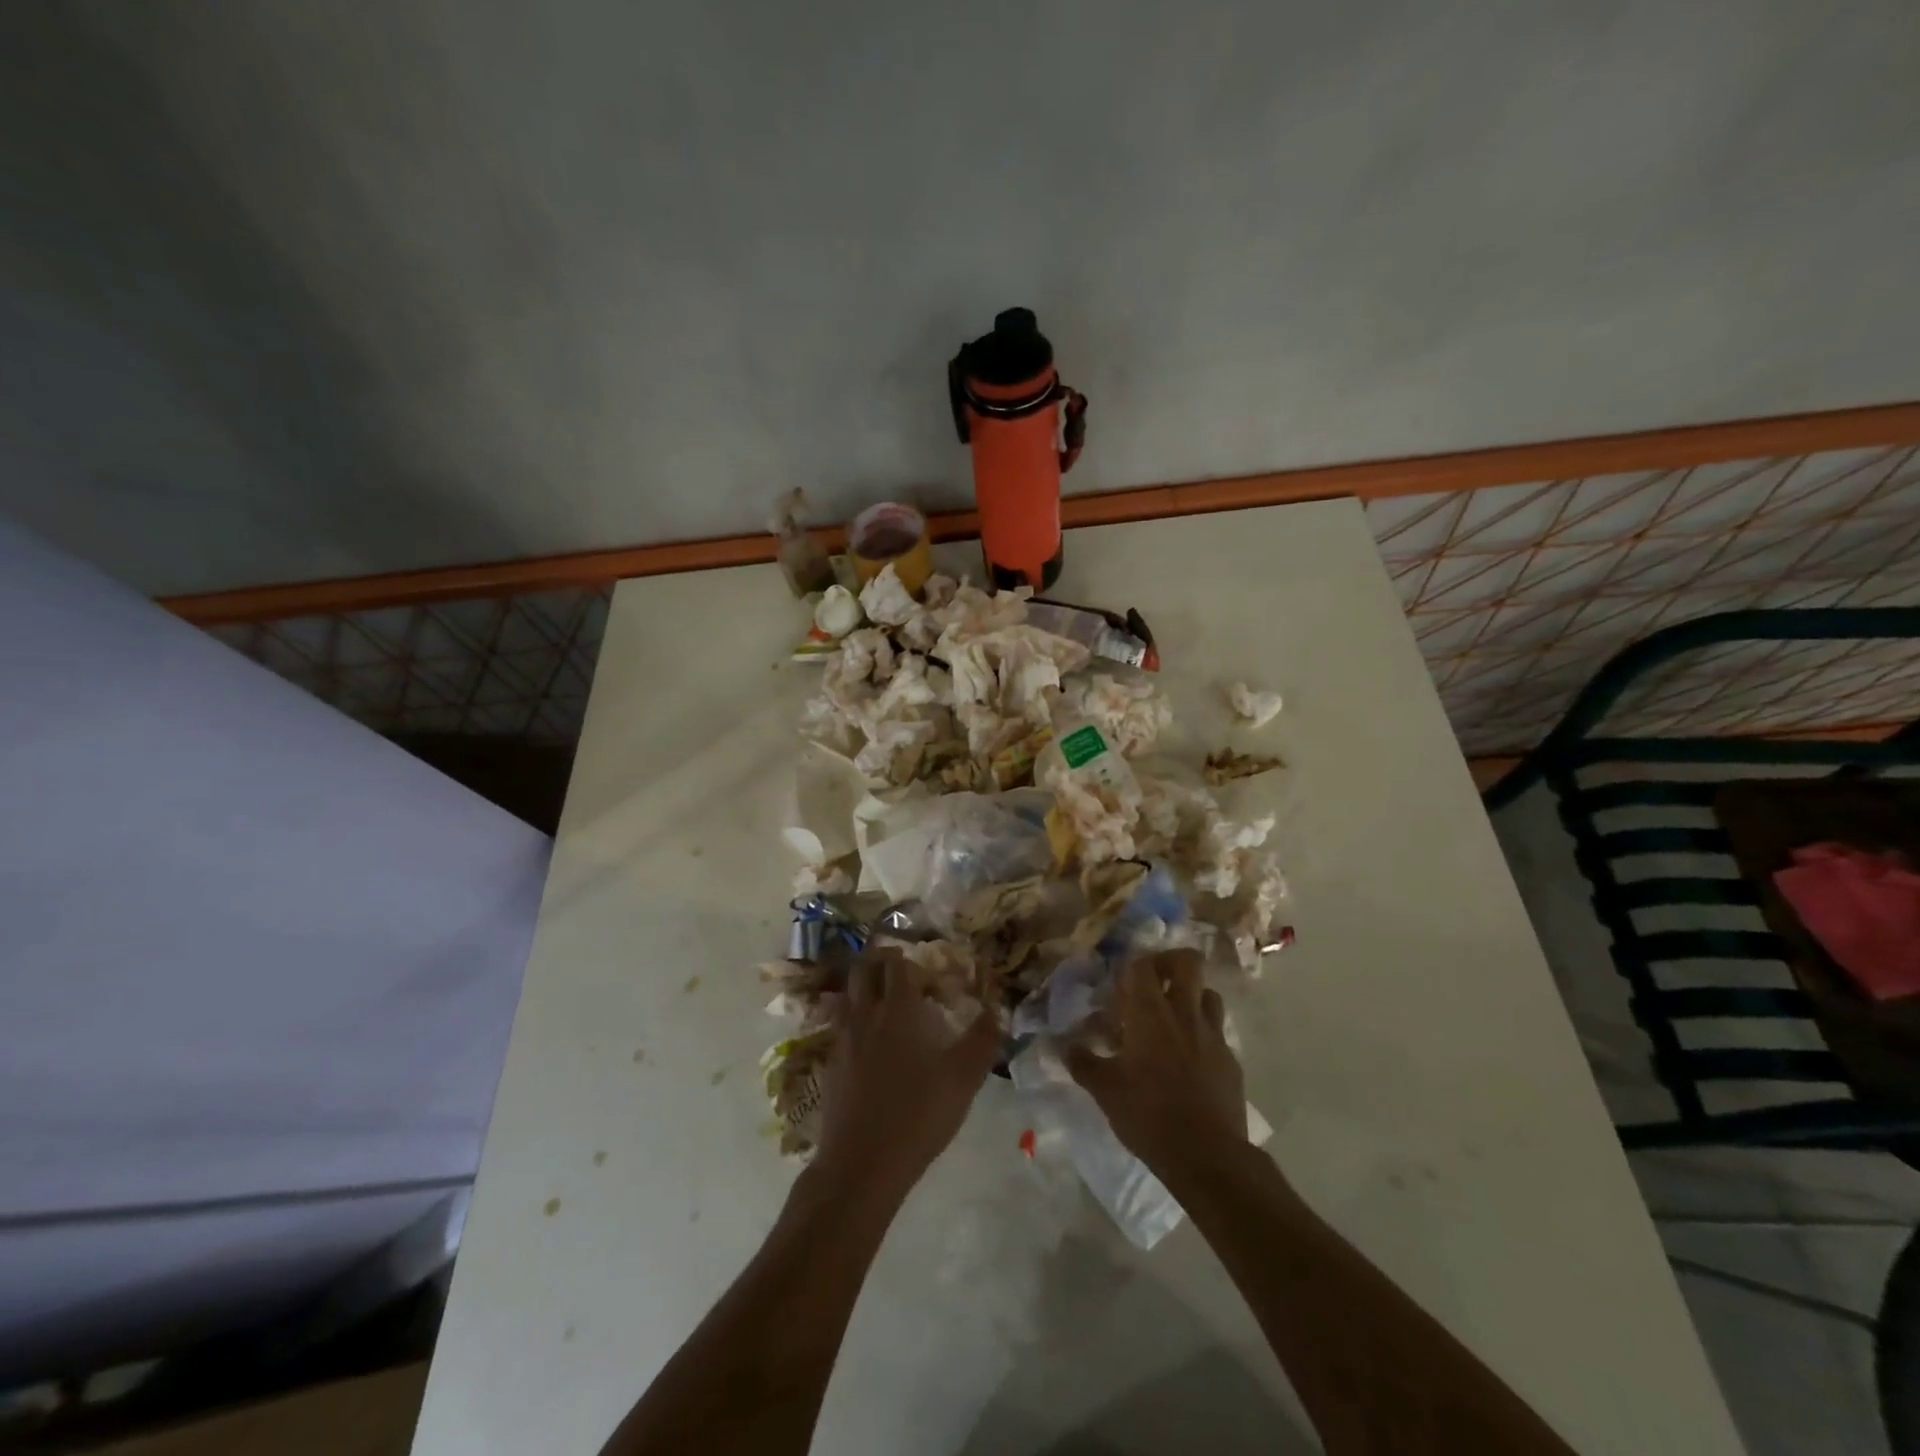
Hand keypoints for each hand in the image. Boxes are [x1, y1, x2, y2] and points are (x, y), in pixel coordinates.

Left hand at [813, 947, 1001, 1202]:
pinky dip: (851, 1016)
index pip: (897, 964)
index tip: (925, 971)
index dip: (910, 960)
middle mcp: (866, 1014)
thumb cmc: (919, 1113)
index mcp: (898, 1008)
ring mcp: (843, 1038)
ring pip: (847, 994)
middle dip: (879, 961)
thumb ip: (982, 1039)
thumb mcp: (964, 1078)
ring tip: (880, 997)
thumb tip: (996, 1009)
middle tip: (899, 971)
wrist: (863, 1163)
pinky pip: (839, 1024)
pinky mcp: (831, 1063)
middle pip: (864, 969)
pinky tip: (866, 1038)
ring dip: (862, 986)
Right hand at [1067, 949, 1246, 1175]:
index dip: (1130, 967)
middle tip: (1152, 984)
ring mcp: (1213, 1035)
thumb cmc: (1148, 1114)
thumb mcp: (1105, 1090)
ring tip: (1172, 1019)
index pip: (1142, 965)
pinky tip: (1188, 1060)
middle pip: (1188, 962)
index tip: (1118, 988)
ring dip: (1190, 997)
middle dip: (1169, 963)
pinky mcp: (1231, 1060)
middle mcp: (1184, 1013)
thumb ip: (1083, 1062)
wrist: (1207, 1156)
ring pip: (1208, 994)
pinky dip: (1202, 1034)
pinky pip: (1217, 1032)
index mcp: (1150, 1013)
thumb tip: (1065, 1046)